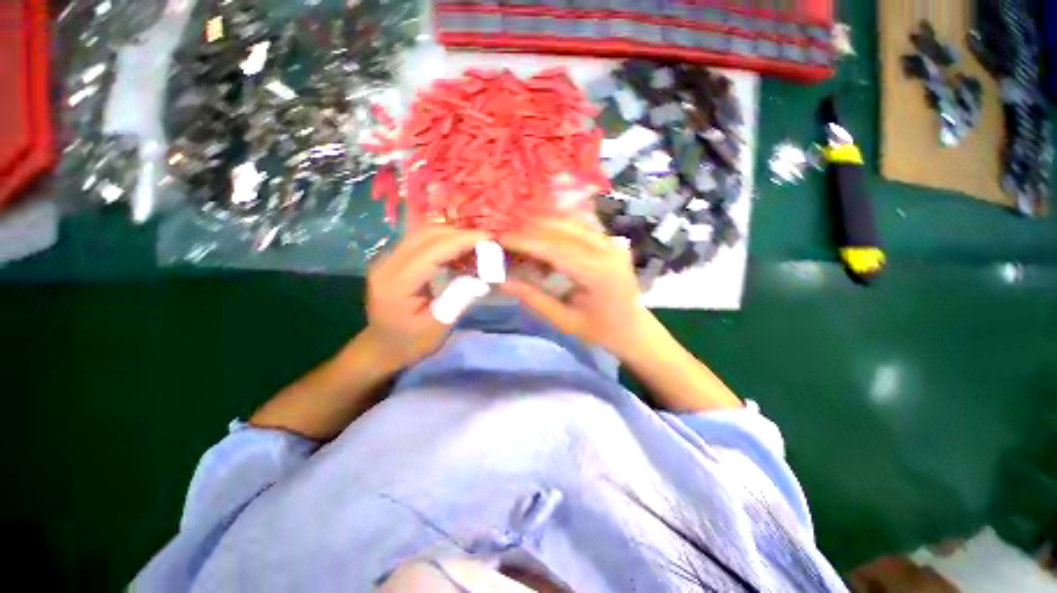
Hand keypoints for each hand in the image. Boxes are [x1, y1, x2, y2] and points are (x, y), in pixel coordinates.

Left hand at [364, 226, 486, 369]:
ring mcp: (387, 259)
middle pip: (426, 234)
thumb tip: (482, 275)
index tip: (489, 238)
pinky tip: (459, 253)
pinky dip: (443, 241)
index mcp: (397, 284)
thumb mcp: (439, 327)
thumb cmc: (411, 343)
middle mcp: (387, 264)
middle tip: (486, 243)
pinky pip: (421, 241)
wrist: (381, 348)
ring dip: (452, 235)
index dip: (462, 241)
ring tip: (476, 247)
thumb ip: (459, 298)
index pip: (433, 250)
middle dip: (459, 234)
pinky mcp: (393, 259)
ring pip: (423, 233)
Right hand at [499, 219, 654, 359]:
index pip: (554, 247)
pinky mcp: (610, 239)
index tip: (499, 238)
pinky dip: (557, 225)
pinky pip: (579, 223)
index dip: (524, 241)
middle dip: (529, 229)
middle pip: (561, 227)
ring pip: (570, 221)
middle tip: (505, 236)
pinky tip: (542, 234)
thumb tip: (500, 281)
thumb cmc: (599, 330)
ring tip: (519, 235)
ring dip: (541, 224)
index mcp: (597, 273)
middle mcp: (607, 249)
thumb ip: (532, 297)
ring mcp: (611, 241)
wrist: (633, 327)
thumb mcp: (563, 320)